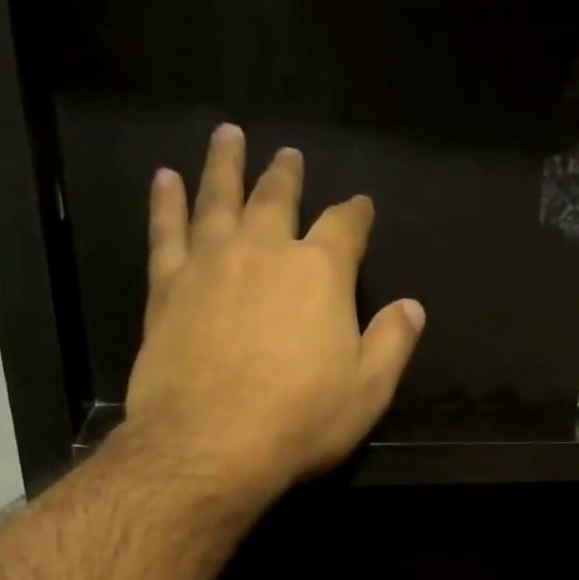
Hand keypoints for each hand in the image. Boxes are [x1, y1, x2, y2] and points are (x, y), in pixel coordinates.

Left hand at [121, 124, 424, 499]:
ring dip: (225, 164)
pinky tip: (166, 180)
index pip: (345, 228)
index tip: (361, 205)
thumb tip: (412, 306)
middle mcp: (265, 250)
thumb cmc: (302, 420)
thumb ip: (392, 342)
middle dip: (287, 175)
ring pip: (218, 197)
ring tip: (228, 136)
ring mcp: (210, 263)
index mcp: (321, 273)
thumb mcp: (368, 390)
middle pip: (277, 198)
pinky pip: (166, 230)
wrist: (212, 443)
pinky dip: (167, 201)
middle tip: (289, 155)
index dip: (356, 213)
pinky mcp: (167, 286)